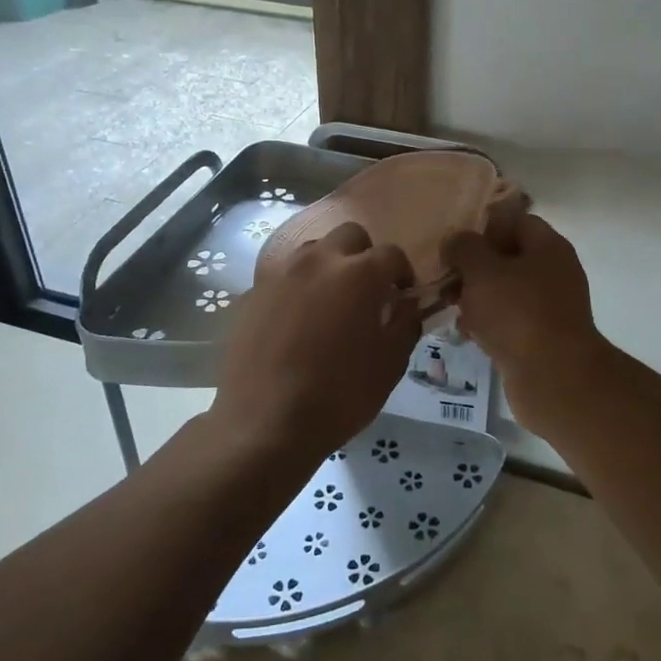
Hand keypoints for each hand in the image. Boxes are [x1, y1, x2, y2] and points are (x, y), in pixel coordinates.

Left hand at [212, 223, 419, 470]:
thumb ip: (406, 324)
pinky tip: (296, 322)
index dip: (403, 273)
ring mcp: (281, 273)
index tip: (403, 296)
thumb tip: (408, 305)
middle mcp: (319, 260)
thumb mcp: (390, 365)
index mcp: (360, 273)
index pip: (392, 254)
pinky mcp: (252, 293)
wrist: (264, 424)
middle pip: (350, 236)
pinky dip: (297, 288)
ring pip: (313, 250)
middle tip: (367, 290)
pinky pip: (284, 277)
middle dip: (364, 255)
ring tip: (329, 302)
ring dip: (328, 265)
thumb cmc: (339, 395)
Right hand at [442, 214, 608, 427]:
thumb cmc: (518, 314)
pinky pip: (509, 321)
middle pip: (508, 257)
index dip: (483, 227)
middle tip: (445, 278)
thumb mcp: (482, 271)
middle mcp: (554, 272)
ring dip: (477, 297)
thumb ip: (464, 248)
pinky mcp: (541, 338)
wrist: (555, 379)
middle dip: (474, 267)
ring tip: (449, 306)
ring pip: (505, 291)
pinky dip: (488, 323)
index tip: (454, 244)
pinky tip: (465, 333)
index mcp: (548, 247)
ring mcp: (550, 307)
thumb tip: (456, 240)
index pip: (514, 221)